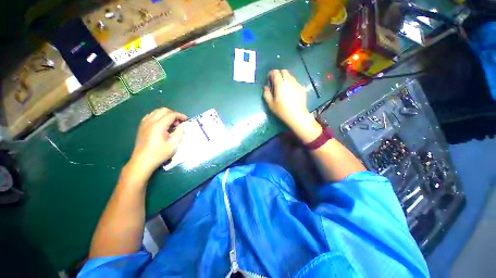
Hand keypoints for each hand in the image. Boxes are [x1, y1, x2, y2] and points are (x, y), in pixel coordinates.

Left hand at [126, 108, 187, 180]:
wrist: (142, 161)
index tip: (187, 120)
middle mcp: (150, 121)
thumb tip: (183, 125)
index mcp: (158, 125)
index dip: (180, 116)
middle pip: (164, 110)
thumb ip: (179, 132)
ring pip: (156, 112)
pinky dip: (158, 117)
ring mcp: (144, 123)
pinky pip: (150, 116)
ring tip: (171, 124)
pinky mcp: (141, 127)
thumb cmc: (159, 154)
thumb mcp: (173, 144)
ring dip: (166, 115)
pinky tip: (162, 125)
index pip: (171, 115)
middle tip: (179, 123)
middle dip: (173, 114)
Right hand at [263, 70, 320, 142]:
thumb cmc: (282, 111)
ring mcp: (297, 84)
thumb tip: (266, 87)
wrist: (297, 116)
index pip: (275, 72)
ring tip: (282, 87)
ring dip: (285, 78)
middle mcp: (289, 81)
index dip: (271, 73)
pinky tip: (290, 92)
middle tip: (275, 81)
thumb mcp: (271, 104)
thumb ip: (266, 94)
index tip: (268, 79)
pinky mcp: (302, 88)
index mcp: (280, 84)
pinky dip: (290, 83)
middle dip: (278, 73)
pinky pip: (295, 82)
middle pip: (284, 71)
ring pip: (290, 76)